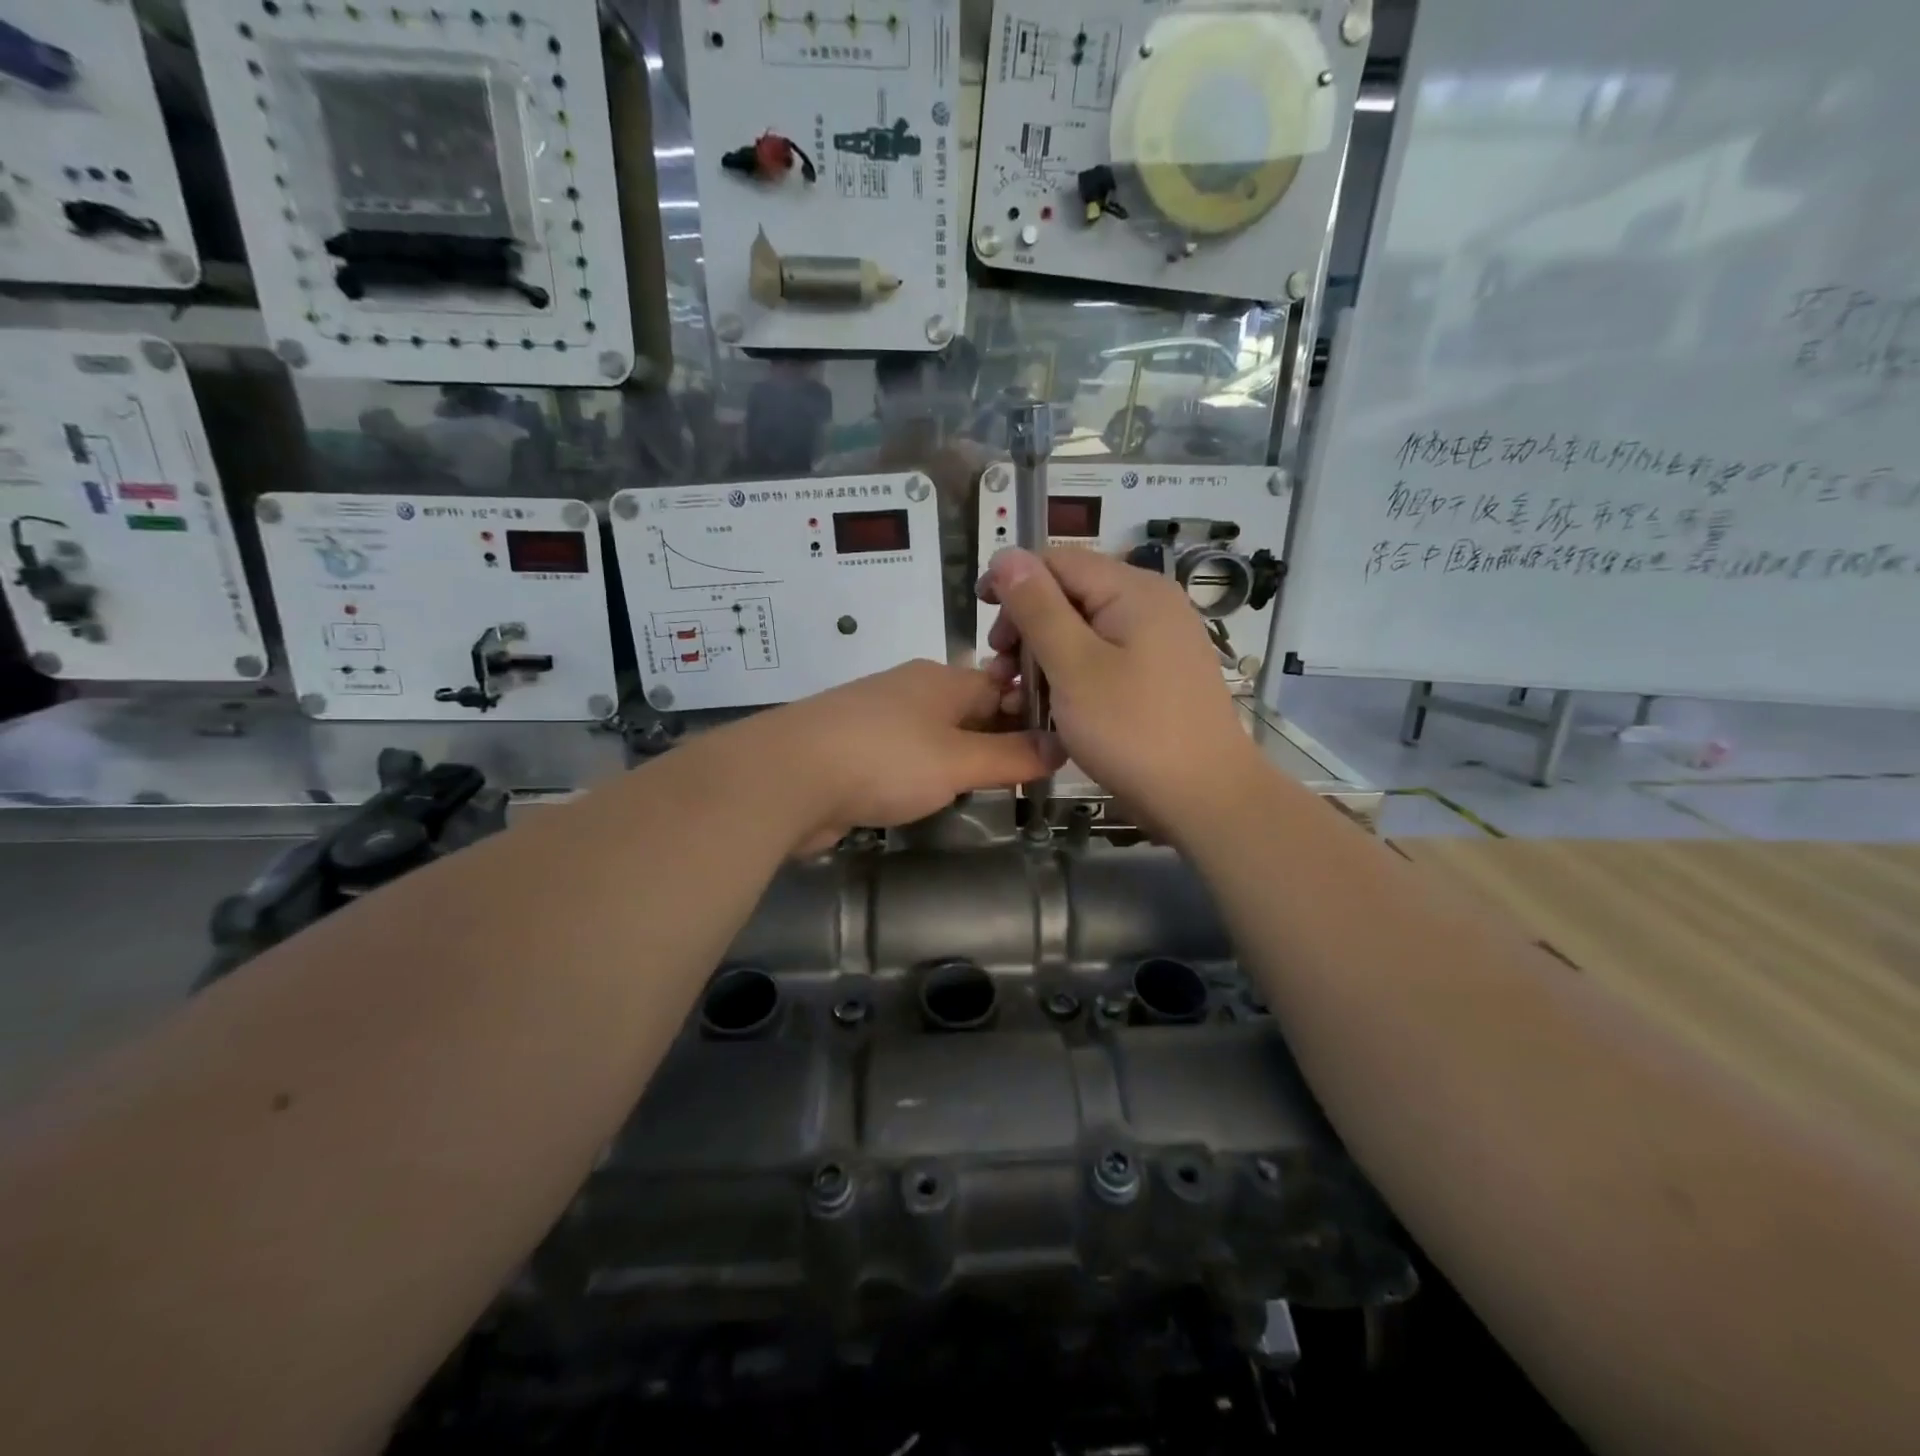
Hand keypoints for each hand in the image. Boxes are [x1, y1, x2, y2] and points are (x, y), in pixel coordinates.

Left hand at [748, 659, 1065, 853]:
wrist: (787, 777)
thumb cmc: (885, 760)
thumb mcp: (959, 760)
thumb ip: (1012, 756)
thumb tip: (1061, 745)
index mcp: (942, 679)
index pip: (1002, 687)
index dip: (1030, 716)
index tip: (1055, 750)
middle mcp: (911, 690)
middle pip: (968, 711)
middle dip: (996, 740)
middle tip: (1028, 778)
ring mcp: (877, 719)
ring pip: (934, 736)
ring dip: (959, 760)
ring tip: (987, 791)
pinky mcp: (852, 749)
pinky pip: (903, 757)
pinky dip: (922, 774)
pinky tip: (931, 797)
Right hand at [978, 547, 1261, 840]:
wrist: (1205, 797)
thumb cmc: (1133, 730)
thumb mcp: (1074, 666)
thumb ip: (1038, 608)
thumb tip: (1007, 555)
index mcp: (1133, 590)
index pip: (1057, 562)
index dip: (1013, 582)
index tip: (982, 622)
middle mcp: (1150, 604)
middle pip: (1071, 594)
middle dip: (1026, 626)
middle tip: (1001, 672)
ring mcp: (1158, 641)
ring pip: (1084, 630)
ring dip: (1044, 656)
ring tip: (1019, 695)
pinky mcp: (1157, 674)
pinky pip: (1103, 658)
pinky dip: (1071, 674)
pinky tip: (1052, 705)